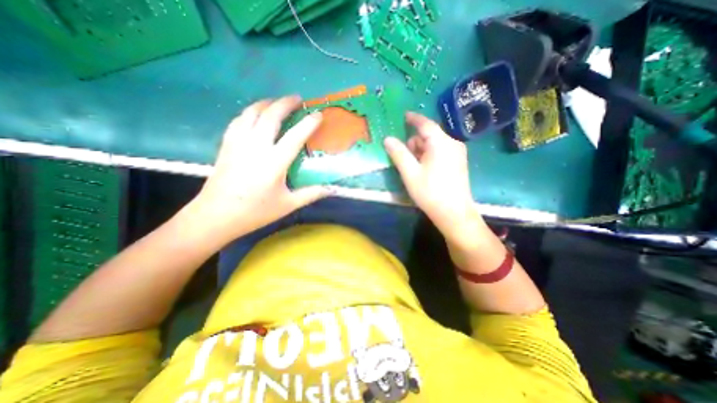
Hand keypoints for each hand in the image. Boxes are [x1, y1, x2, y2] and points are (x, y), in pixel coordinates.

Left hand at [183, 96, 332, 246]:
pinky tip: (254, 114)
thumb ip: (311, 194)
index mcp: (274, 162)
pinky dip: (249, 112)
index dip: (309, 123)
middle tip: (297, 98)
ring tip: (277, 102)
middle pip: (271, 115)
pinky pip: (238, 120)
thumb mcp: (288, 205)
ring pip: (252, 112)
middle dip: (285, 103)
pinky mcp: (227, 145)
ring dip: (266, 103)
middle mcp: (256, 146)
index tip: (318, 114)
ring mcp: (238, 143)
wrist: (216, 215)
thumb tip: (332, 189)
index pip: (295, 136)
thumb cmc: (255, 212)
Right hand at [384, 112, 489, 246]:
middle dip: (414, 143)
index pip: (425, 124)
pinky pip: (440, 152)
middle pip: (429, 136)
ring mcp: (458, 154)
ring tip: (413, 169)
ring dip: (421, 152)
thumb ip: (399, 154)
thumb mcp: (410, 173)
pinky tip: (424, 171)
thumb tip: (388, 139)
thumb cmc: (430, 192)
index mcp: (441, 143)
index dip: (413, 118)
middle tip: (404, 158)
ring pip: (434, 145)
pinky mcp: (459, 163)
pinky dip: (429, 156)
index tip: (404, 116)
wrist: (454, 214)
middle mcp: (452, 144)